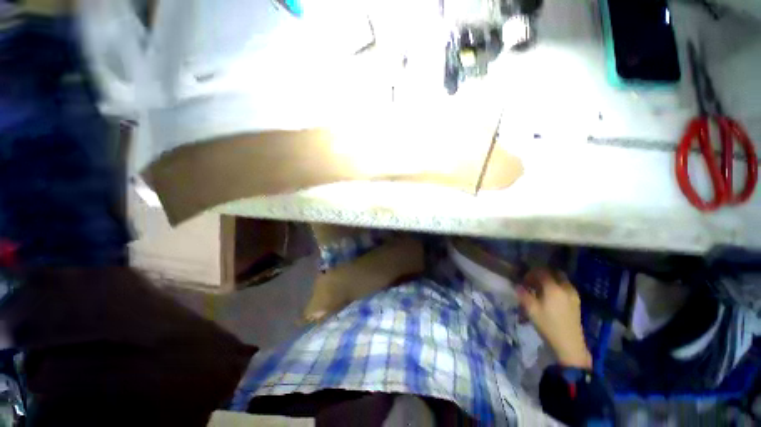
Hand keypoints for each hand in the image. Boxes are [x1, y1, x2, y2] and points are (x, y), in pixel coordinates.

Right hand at [517, 269, 591, 369]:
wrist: (569, 345)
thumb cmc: (548, 326)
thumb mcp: (531, 310)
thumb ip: (523, 294)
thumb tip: (517, 285)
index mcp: (553, 288)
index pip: (541, 271)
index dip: (530, 273)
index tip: (524, 281)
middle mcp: (565, 287)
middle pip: (553, 273)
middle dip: (542, 275)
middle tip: (533, 283)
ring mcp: (573, 294)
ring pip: (560, 280)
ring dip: (550, 281)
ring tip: (540, 291)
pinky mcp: (576, 302)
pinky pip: (565, 287)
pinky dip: (557, 287)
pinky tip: (550, 298)